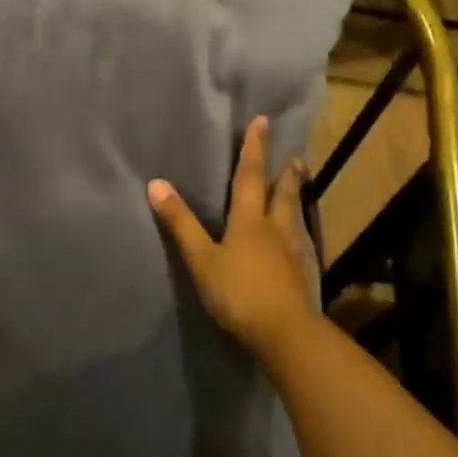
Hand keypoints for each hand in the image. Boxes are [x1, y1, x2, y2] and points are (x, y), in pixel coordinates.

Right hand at [148, 116, 314, 359]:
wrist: (286, 334)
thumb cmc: (239, 292)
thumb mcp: (201, 259)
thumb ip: (180, 223)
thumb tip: (155, 183)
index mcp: (249, 221)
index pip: (249, 177)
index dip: (254, 149)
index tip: (263, 122)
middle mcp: (275, 229)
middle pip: (281, 195)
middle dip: (285, 174)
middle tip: (296, 156)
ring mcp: (293, 253)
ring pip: (294, 218)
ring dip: (295, 198)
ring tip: (298, 186)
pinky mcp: (302, 276)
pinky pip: (300, 243)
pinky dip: (298, 232)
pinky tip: (298, 241)